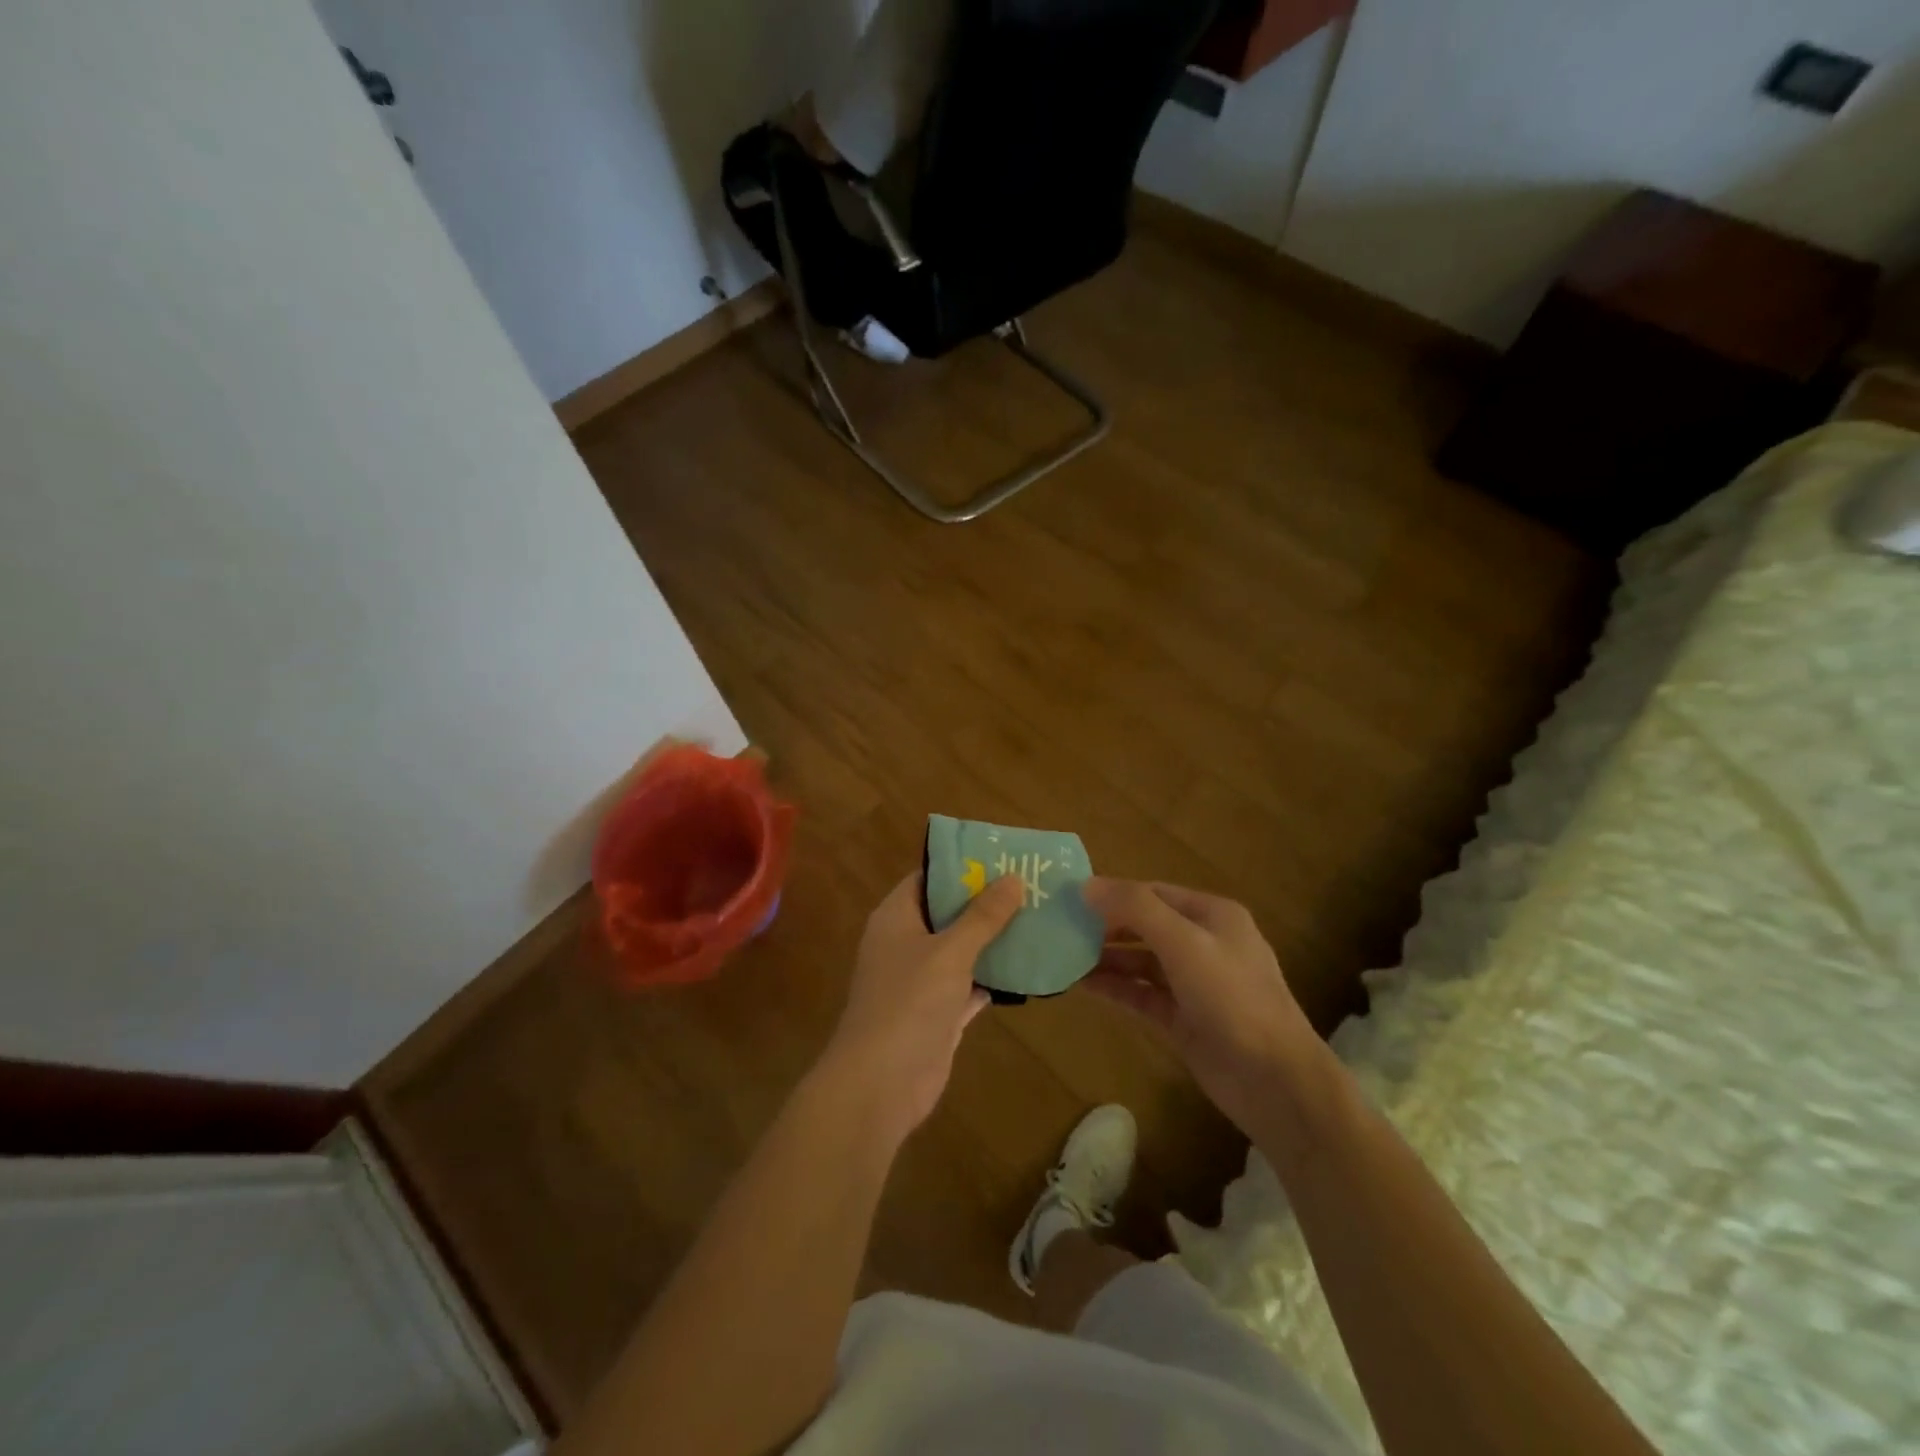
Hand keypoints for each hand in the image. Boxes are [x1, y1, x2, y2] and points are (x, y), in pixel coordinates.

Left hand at [821, 872, 1023, 1139]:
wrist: (881, 1084)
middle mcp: (906, 943)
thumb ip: (982, 916)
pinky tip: (1029, 966)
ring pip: (962, 950)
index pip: (928, 878)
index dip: (961, 866)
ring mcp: (922, 980)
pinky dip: (994, 977)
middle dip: (986, 902)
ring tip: (1039, 917)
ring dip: (994, 939)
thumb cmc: (909, 1003)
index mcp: (896, 917)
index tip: (1001, 857)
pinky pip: (970, 984)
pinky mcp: (939, 1012)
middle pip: (948, 913)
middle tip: (1031, 885)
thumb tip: (1013, 878)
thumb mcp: (950, 951)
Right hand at [1081, 878, 1321, 1135]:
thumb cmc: (1233, 998)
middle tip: (1060, 929)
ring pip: (1140, 962)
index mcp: (1212, 915)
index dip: (1112, 893)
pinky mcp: (1184, 1019)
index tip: (1069, 898)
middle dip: (1105, 926)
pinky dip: (1115, 988)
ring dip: (1105, 959)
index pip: (1152, 893)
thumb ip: (1135, 909)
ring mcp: (1194, 984)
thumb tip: (1086, 885)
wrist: (1275, 1081)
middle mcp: (1203, 943)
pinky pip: (1142, 994)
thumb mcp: (1184, 943)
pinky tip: (1081, 986)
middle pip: (1145, 926)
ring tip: (1062, 957)